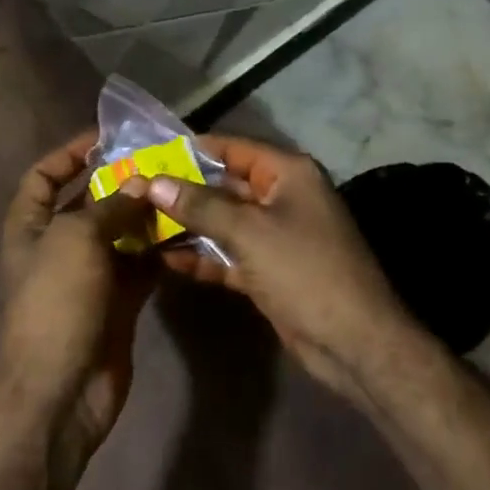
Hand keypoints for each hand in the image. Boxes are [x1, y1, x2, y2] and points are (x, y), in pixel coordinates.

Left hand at [0, 132, 155, 455]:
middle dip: (121, 183)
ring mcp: (88, 276)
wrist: (61, 390)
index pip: (43, 176)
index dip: (69, 154)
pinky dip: (160, 251)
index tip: (107, 138)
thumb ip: (110, 206)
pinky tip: (188, 233)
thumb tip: (140, 184)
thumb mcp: (76, 240)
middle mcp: (57, 246)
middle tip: (162, 162)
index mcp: (31, 226)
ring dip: (146, 216)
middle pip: (89, 202)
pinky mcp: (117, 302)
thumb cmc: (55, 302)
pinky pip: (140, 266)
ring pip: (120, 234)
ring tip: (182, 192)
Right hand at [122, 135, 416, 402]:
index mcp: (288, 173)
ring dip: (189, 226)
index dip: (191, 150)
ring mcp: (277, 235)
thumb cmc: (304, 270)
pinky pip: (230, 254)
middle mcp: (283, 197)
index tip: (150, 155)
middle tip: (136, 192)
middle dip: (184, 191)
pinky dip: (203, 257)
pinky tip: (166, 260)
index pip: (232, 148)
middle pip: (225, 185)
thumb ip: (200, 205)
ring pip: (225, 222)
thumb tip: (153, 181)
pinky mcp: (270, 269)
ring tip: (141, 225)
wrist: (353, 342)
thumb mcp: (248, 232)